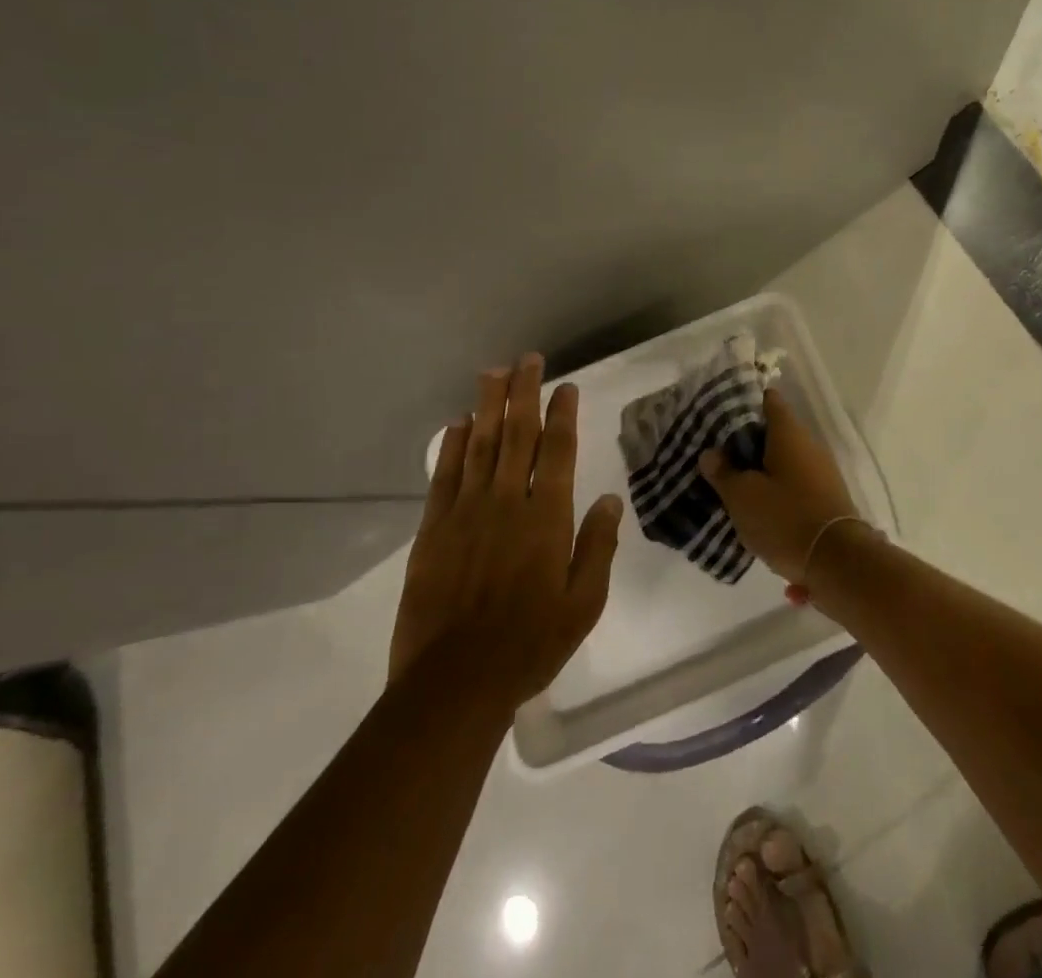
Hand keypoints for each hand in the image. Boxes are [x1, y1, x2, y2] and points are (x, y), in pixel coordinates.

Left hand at [388, 354, 622, 708]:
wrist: (454, 683)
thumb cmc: (530, 644)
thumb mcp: (583, 603)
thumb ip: (597, 546)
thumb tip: (608, 499)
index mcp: (547, 518)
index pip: (558, 451)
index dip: (562, 414)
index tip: (566, 386)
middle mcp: (507, 502)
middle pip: (517, 434)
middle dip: (523, 392)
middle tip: (527, 359)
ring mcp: (466, 513)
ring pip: (479, 445)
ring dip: (487, 406)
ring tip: (492, 373)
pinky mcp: (433, 530)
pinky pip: (444, 476)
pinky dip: (452, 446)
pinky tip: (457, 423)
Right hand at [697, 389, 859, 599]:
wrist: (838, 562)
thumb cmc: (785, 519)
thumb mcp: (742, 497)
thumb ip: (724, 473)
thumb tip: (711, 453)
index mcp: (789, 433)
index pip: (768, 400)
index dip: (745, 402)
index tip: (721, 413)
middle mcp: (809, 445)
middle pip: (775, 432)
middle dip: (748, 441)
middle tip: (719, 454)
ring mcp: (822, 472)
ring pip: (785, 460)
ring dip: (763, 469)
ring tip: (734, 483)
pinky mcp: (826, 497)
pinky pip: (796, 483)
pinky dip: (778, 490)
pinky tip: (759, 508)